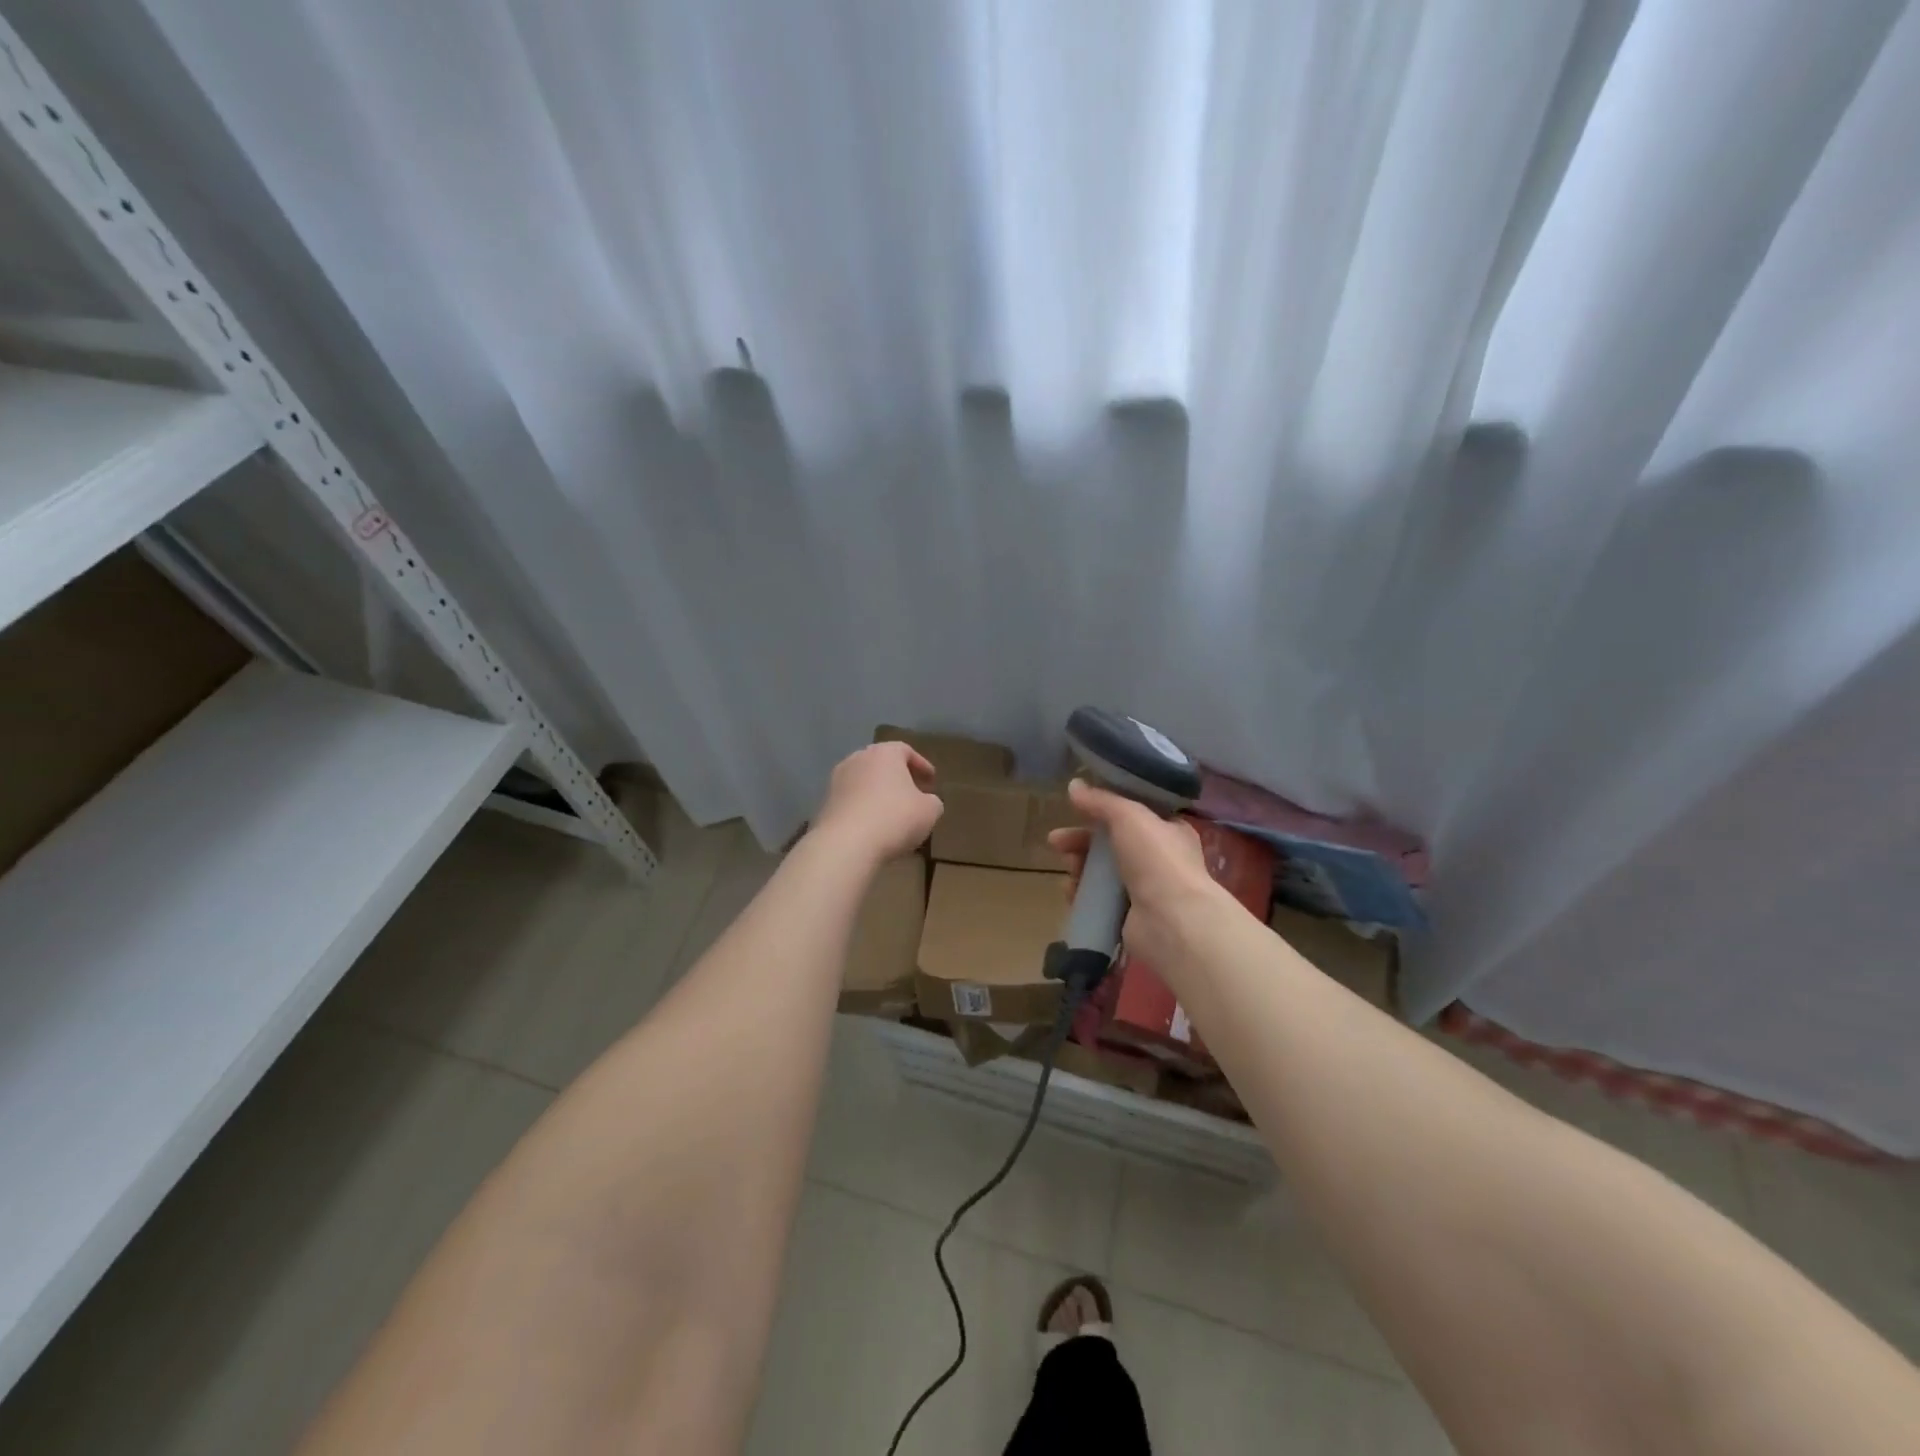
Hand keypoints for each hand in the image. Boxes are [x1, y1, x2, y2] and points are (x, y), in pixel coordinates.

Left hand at [811, 741, 943, 862]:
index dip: (921, 765)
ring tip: (892, 813)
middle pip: (882, 764)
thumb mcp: (929, 811)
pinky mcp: (825, 804)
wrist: (846, 844)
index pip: (905, 750)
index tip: (931, 781)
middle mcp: (857, 759)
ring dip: (878, 794)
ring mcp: (837, 781)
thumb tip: (927, 801)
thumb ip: (932, 801)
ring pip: (864, 783)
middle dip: (898, 778)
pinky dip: (863, 809)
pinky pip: (851, 802)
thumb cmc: (894, 818)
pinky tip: (873, 827)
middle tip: (912, 794)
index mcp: (884, 753)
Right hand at [1047, 779, 1215, 968]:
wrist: (1172, 921)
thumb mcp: (1129, 816)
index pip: (1132, 815)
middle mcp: (1158, 859)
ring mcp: (1144, 890)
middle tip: (1056, 841)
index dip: (1103, 810)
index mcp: (1168, 831)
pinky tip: (1070, 892)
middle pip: (1111, 844)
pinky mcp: (1128, 916)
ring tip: (1068, 868)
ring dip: (1079, 866)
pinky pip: (1098, 900)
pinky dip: (1082, 894)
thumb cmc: (1157, 859)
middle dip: (1081, 840)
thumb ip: (1101, 800)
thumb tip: (1074, 785)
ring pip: (1102, 872)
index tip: (1077, 808)